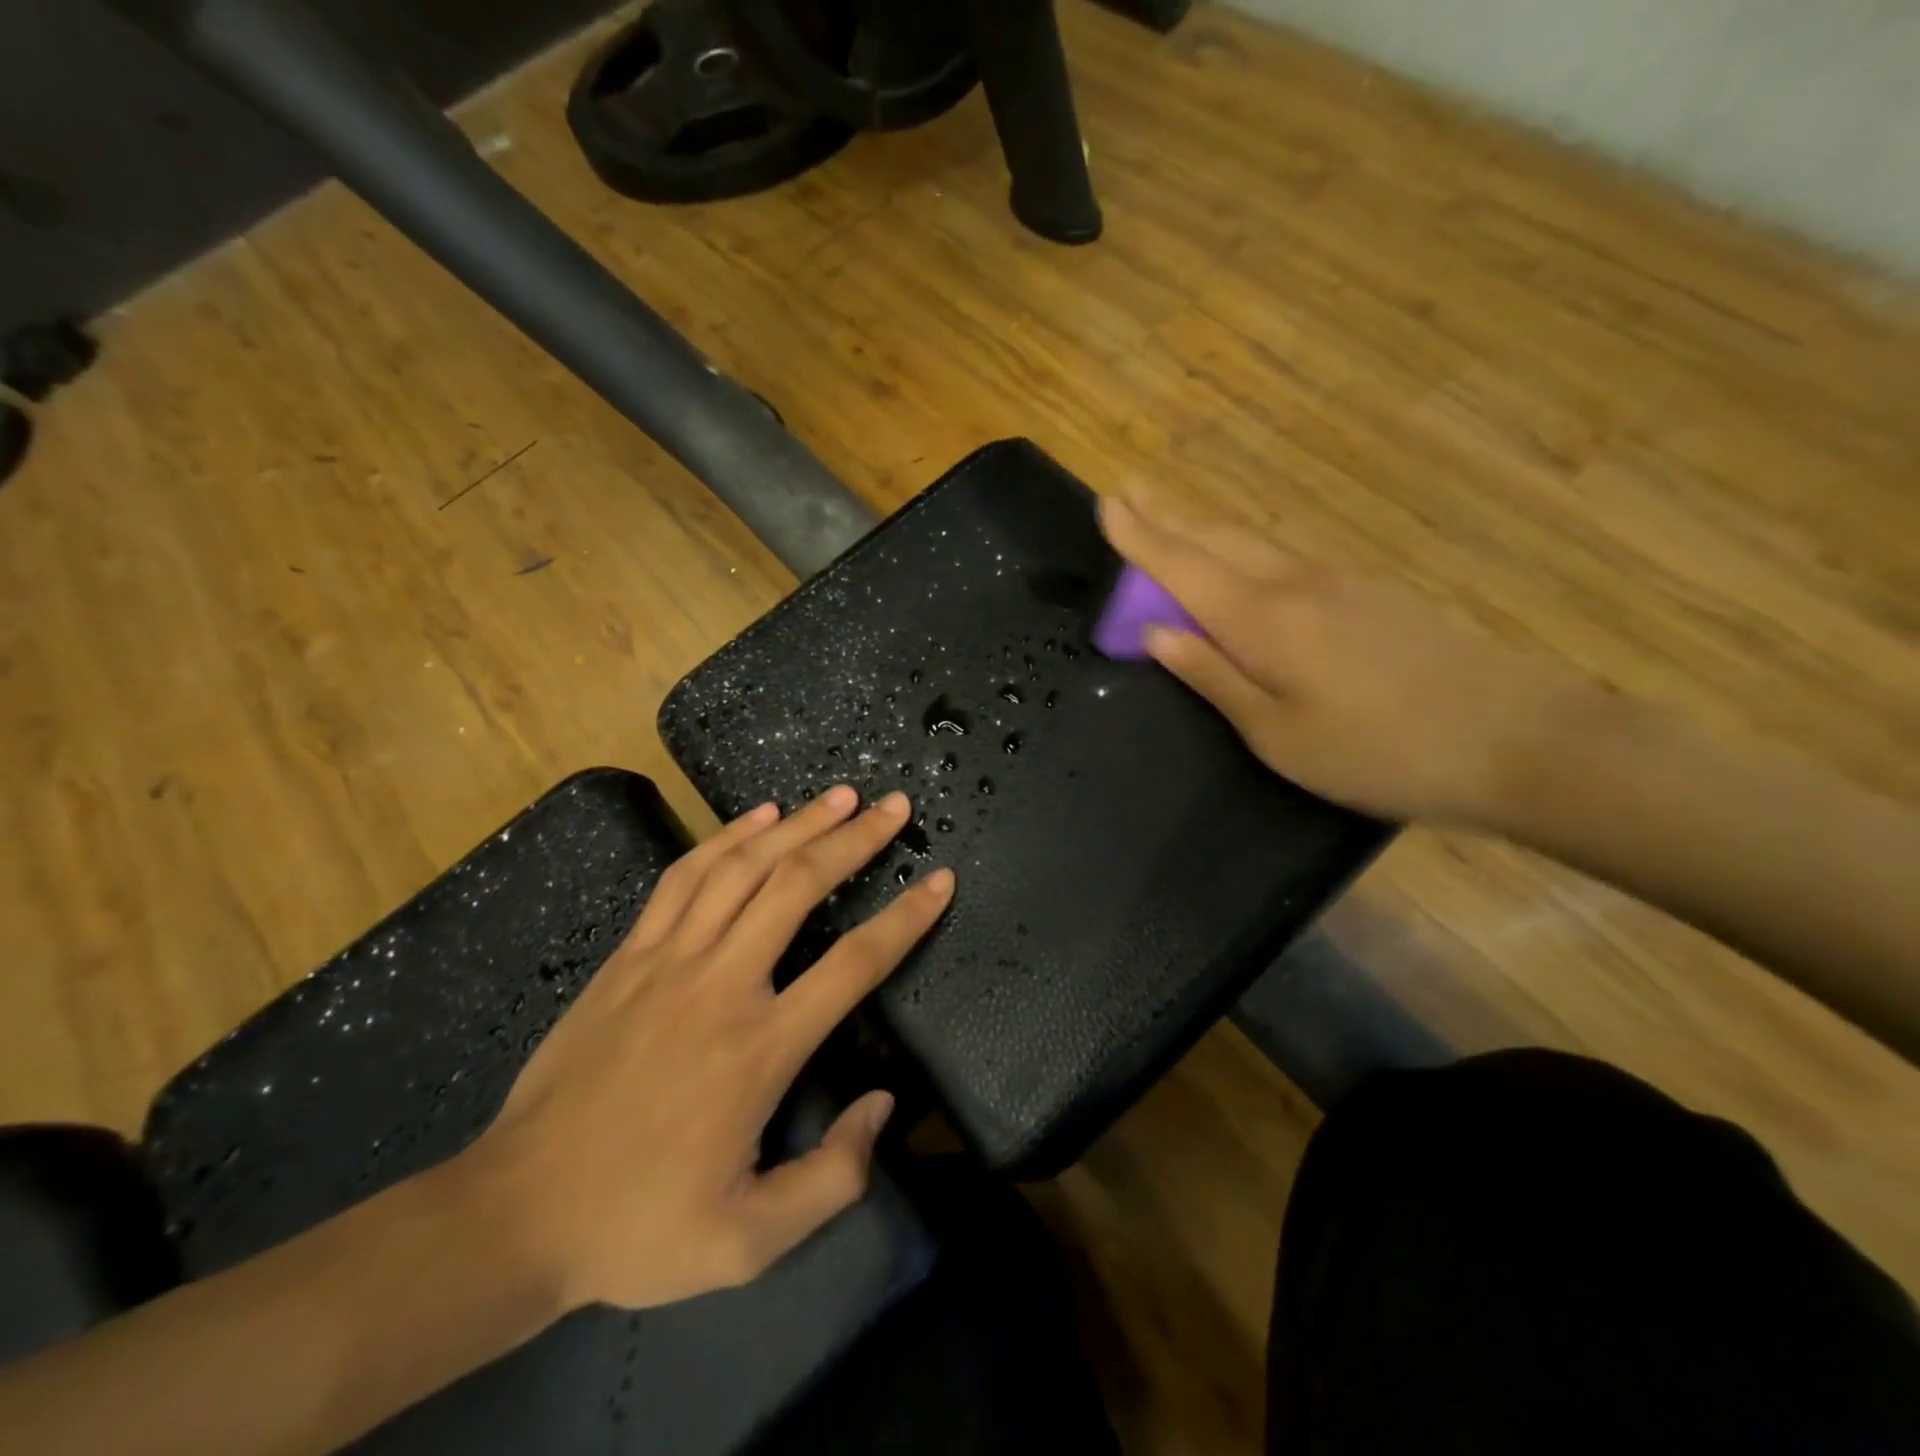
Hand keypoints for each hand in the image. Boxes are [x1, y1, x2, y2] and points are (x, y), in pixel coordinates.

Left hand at [458, 787, 952, 1312]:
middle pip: (798, 887)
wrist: (516, 1214)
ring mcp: (668, 960)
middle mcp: (720, 985)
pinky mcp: (629, 955)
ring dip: (798, 824)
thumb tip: (883, 1105)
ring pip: (743, 868)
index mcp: (759, 1050)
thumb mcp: (750, 1242)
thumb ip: (833, 1177)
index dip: (905, 918)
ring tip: (840, 796)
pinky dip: (727, 838)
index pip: (853, 964)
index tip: (939, 881)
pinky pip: (684, 877)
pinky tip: (759, 816)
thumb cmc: (639, 1226)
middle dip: (854, 839)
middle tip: (894, 806)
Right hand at [1100, 493, 1593, 824]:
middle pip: (1217, 539)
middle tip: (1126, 492)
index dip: (1140, 536)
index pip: (1183, 565)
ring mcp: (1339, 583)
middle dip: (1166, 516)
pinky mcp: (1370, 594)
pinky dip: (1244, 550)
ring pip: (1253, 543)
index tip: (1106, 502)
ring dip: (1203, 529)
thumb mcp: (1278, 734)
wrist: (1518, 739)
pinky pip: (1284, 559)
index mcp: (1262, 619)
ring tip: (1170, 521)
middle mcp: (1295, 584)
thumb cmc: (1380, 751)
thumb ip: (1213, 677)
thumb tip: (1155, 632)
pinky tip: (1242, 562)